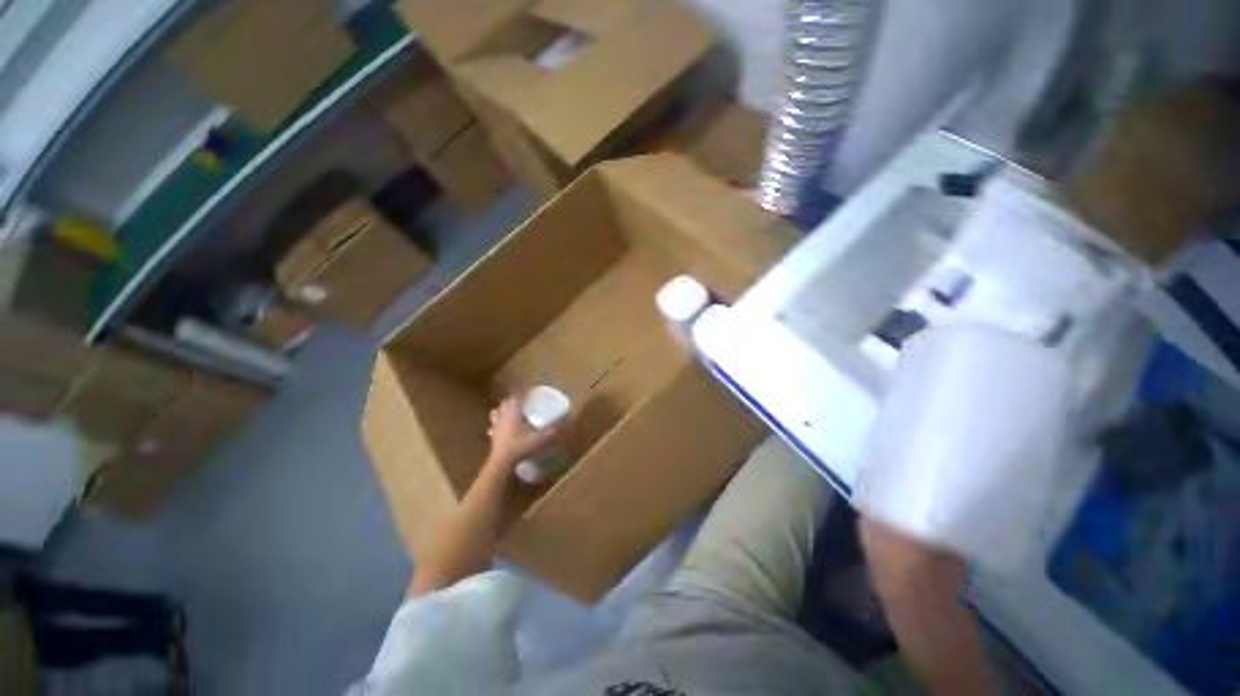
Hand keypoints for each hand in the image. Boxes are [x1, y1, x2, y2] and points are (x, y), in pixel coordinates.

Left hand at [486, 396, 562, 469]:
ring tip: (511, 410)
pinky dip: (497, 423)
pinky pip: (493, 425)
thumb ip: (553, 429)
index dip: (523, 391)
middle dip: (514, 398)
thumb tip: (566, 419)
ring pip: (496, 412)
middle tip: (524, 400)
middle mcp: (503, 416)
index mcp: (513, 412)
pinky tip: (501, 428)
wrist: (501, 463)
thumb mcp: (540, 438)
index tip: (531, 389)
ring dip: (503, 409)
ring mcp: (496, 426)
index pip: (517, 395)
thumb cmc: (520, 447)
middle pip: (506, 402)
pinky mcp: (492, 436)